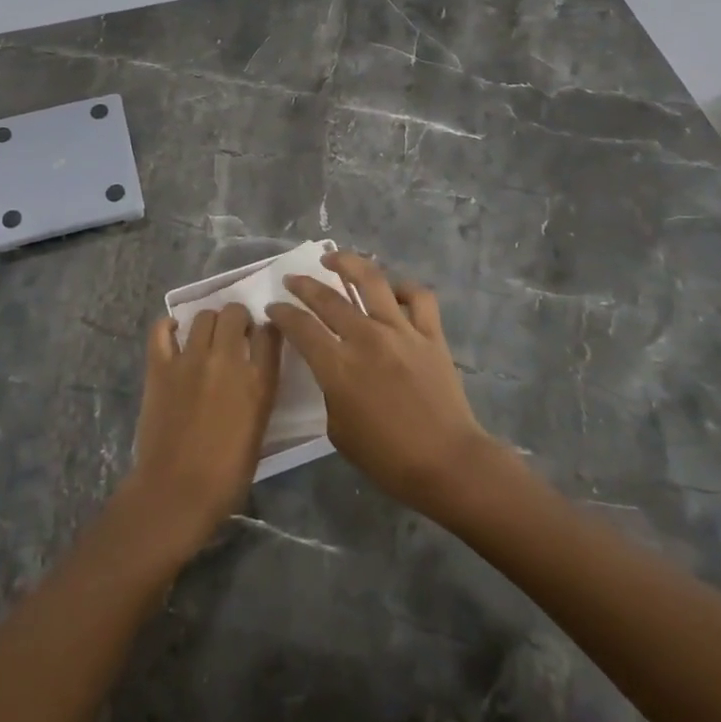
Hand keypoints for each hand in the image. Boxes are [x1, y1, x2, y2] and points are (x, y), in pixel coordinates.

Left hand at [121, 304, 280, 560]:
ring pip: (203, 316)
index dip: (266, 329)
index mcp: (259, 381)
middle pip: (235, 314)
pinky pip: (161, 330)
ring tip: (206, 337)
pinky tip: (174, 332)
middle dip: (237, 318)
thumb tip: (251, 369)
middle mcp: (227, 360)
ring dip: (209, 321)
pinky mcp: (160, 366)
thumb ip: (258, 390)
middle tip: (233, 334)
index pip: (270, 333)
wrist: (177, 491)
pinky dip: (169, 326)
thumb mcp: (258, 427)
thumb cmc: (227, 473)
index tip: (260, 335)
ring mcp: (190, 359)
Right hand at [268, 252, 501, 516]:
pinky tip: (392, 291)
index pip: (300, 327)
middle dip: (304, 284)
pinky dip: (403, 288)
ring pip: (371, 280)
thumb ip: (330, 391)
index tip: (273, 308)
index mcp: (338, 366)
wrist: (447, 463)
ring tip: (334, 258)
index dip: (282, 313)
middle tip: (292, 279)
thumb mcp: (339, 430)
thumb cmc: (387, 458)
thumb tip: (333, 369)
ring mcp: (401, 331)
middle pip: (328, 298)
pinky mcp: (431, 334)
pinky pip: (418, 296)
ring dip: (348, 263)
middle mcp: (366, 338)